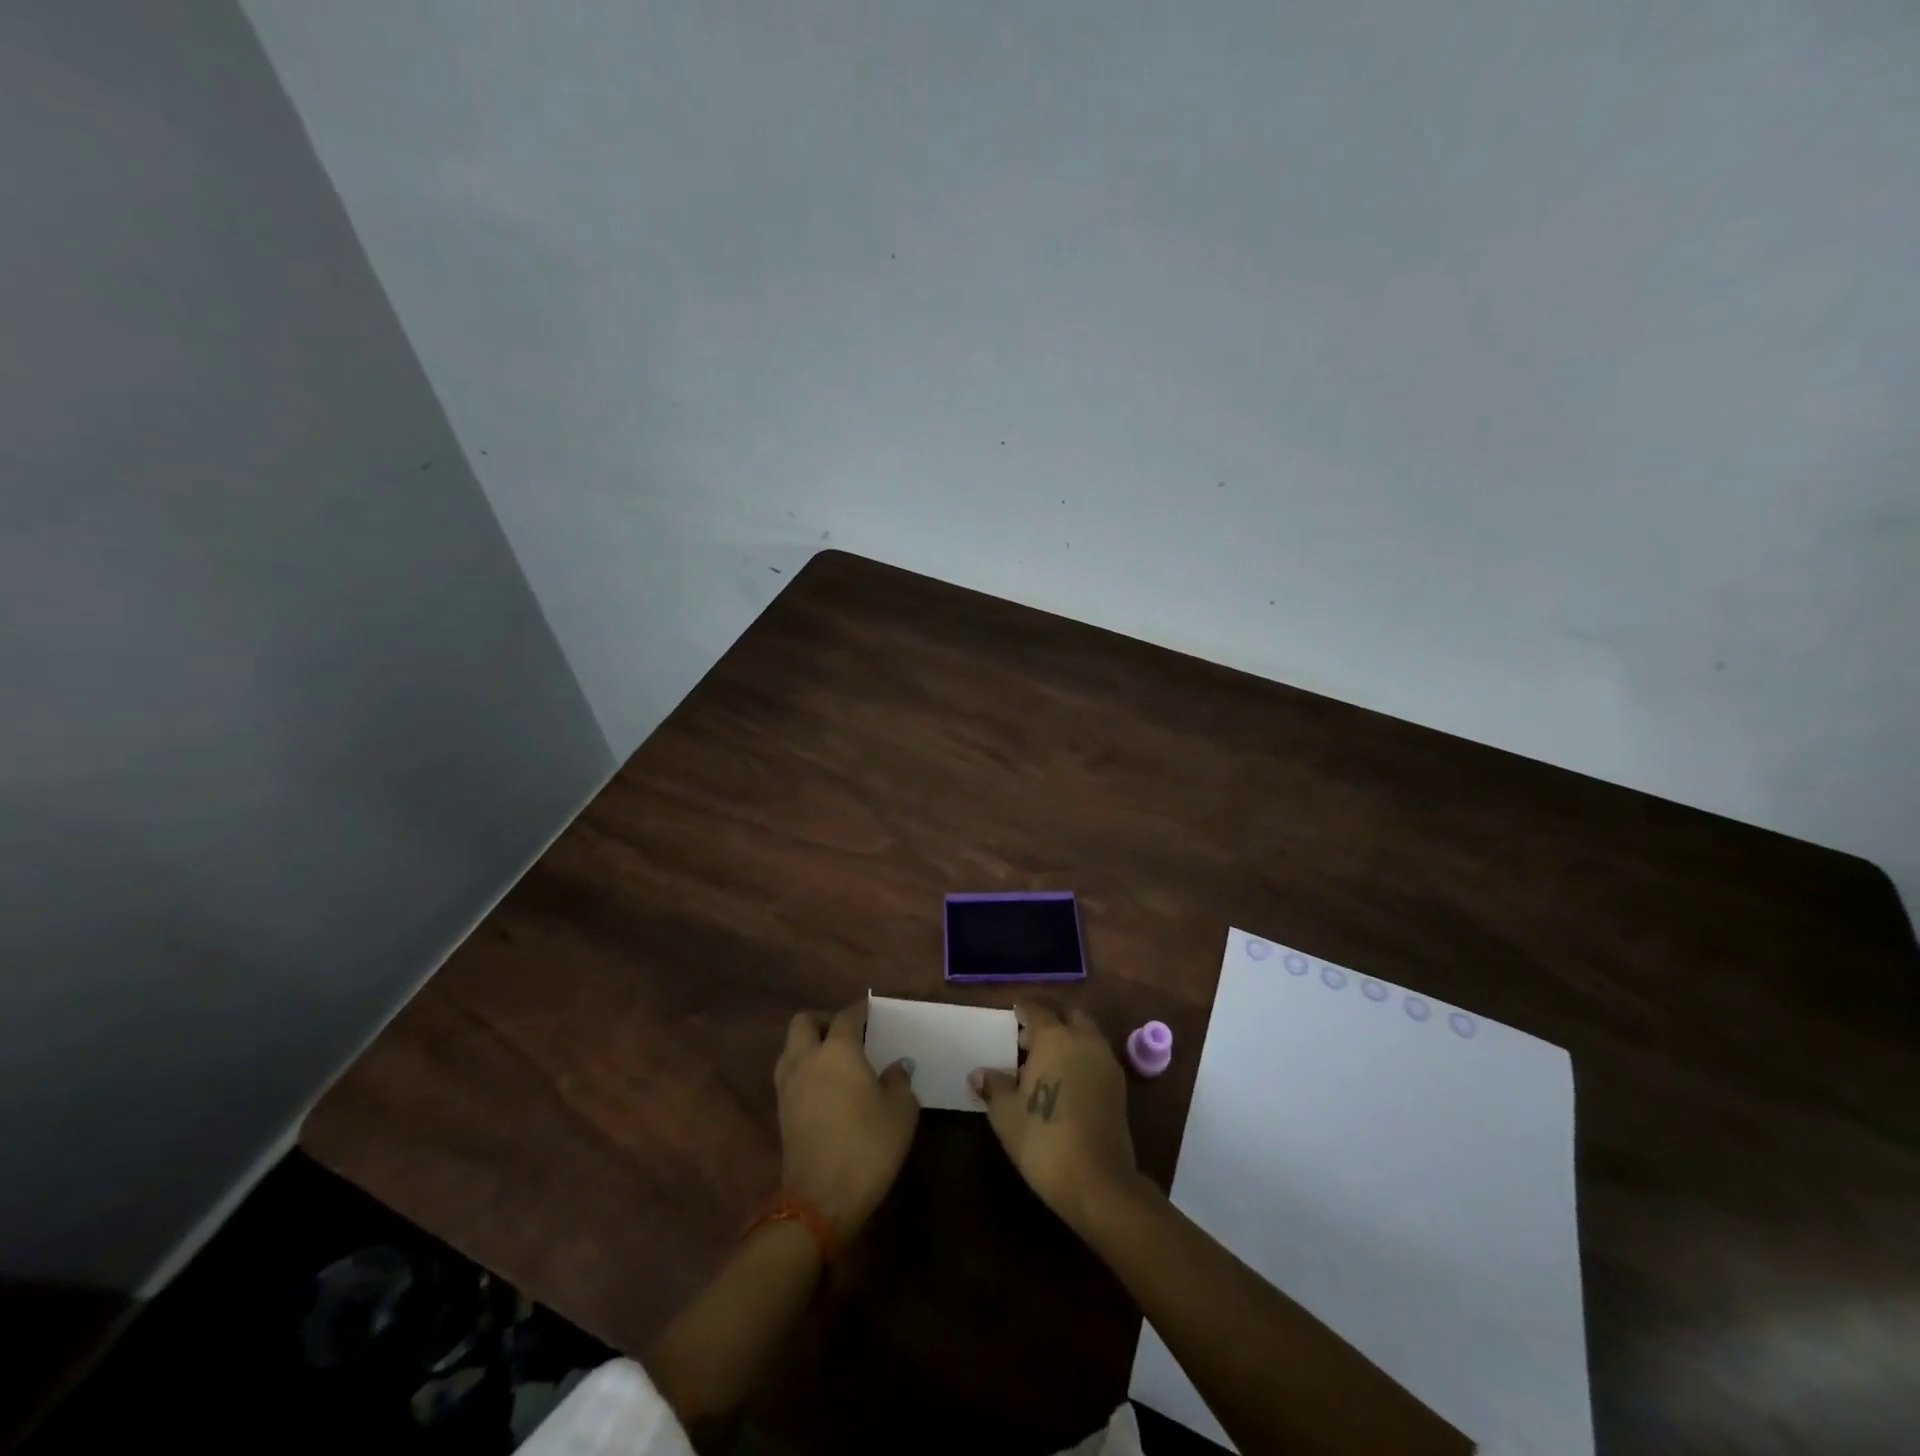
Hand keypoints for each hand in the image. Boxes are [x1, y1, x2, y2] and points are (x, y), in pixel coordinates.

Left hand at [773, 1003, 919, 1244]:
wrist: (821, 1199)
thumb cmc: (867, 1146)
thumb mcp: (901, 1111)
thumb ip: (899, 1080)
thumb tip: (898, 1065)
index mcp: (838, 1051)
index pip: (846, 1016)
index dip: (860, 1010)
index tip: (872, 1010)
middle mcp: (807, 1059)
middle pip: (804, 1023)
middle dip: (823, 1020)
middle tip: (847, 1031)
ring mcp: (789, 1086)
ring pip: (790, 1047)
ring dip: (808, 1043)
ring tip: (833, 1057)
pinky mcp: (781, 1112)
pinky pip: (788, 1073)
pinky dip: (803, 1068)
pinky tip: (824, 1085)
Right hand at [970, 1004, 1139, 1234]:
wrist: (1097, 1180)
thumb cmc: (1043, 1140)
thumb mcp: (1006, 1114)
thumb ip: (993, 1086)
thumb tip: (978, 1073)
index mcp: (1054, 1037)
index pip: (1037, 1009)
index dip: (1024, 1009)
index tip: (1014, 1014)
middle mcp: (1083, 1040)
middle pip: (1069, 1015)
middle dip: (1051, 1019)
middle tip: (1029, 1039)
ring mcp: (1105, 1062)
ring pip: (1087, 1034)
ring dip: (1069, 1038)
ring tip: (1046, 1063)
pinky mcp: (1119, 1086)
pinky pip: (1097, 1056)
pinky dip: (1082, 1057)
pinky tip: (1066, 1082)